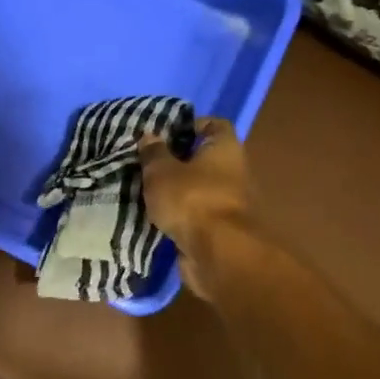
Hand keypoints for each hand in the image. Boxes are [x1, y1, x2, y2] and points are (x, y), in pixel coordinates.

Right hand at [138, 117, 255, 296]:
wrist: (218, 254)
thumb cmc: (192, 200)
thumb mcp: (161, 172)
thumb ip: (154, 153)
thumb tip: (149, 136)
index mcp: (225, 148)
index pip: (214, 124)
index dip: (190, 124)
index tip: (164, 132)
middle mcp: (233, 171)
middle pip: (205, 157)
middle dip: (177, 159)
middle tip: (147, 162)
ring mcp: (229, 202)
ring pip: (199, 187)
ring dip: (177, 189)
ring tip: (146, 188)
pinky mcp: (220, 229)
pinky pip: (196, 213)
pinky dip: (180, 213)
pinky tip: (155, 213)